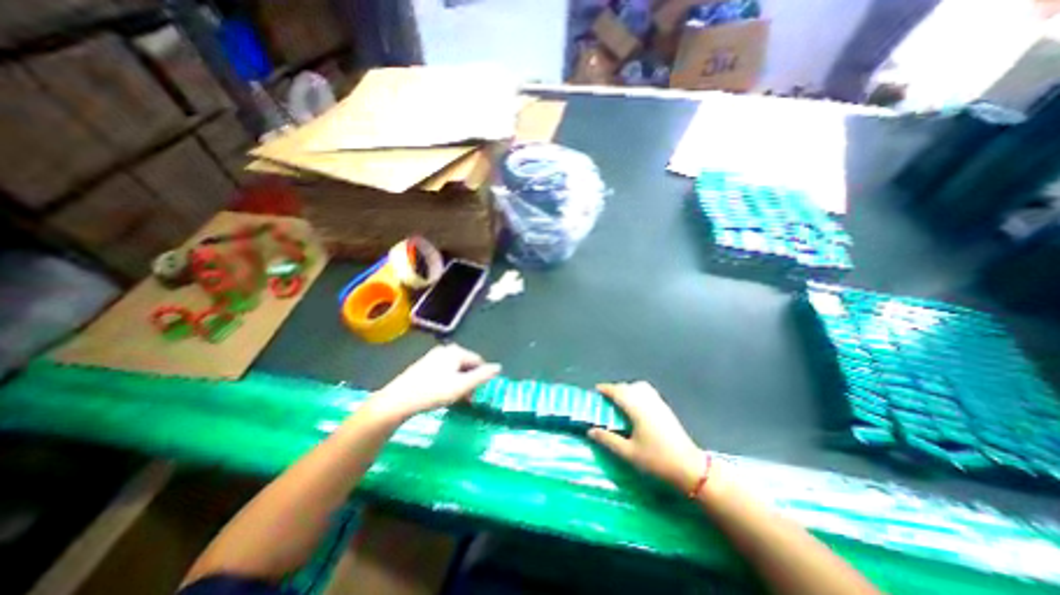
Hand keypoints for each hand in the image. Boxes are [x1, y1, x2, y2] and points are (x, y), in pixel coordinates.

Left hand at [364, 344, 502, 421]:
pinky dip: (447, 382)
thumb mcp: (462, 386)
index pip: (478, 361)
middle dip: (469, 381)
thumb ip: (482, 376)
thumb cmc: (433, 392)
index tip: (476, 394)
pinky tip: (440, 395)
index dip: (480, 378)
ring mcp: (433, 357)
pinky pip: (443, 372)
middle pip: (466, 365)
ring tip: (454, 399)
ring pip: (455, 370)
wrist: (397, 401)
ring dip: (459, 384)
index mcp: (456, 352)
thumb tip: (498, 367)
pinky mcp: (423, 366)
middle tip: (466, 399)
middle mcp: (445, 350)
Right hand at [589, 384, 701, 494]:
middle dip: (616, 389)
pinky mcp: (666, 409)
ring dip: (628, 389)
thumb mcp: (628, 453)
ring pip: (640, 387)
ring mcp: (659, 403)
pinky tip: (636, 406)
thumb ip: (608, 440)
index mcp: (637, 409)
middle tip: (606, 398)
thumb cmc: (657, 461)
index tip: (596, 389)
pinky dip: (638, 393)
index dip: (606, 389)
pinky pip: (648, 392)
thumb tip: (591, 431)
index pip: (618, 392)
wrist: (690, 468)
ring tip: (620, 401)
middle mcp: (648, 401)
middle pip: (629, 387)